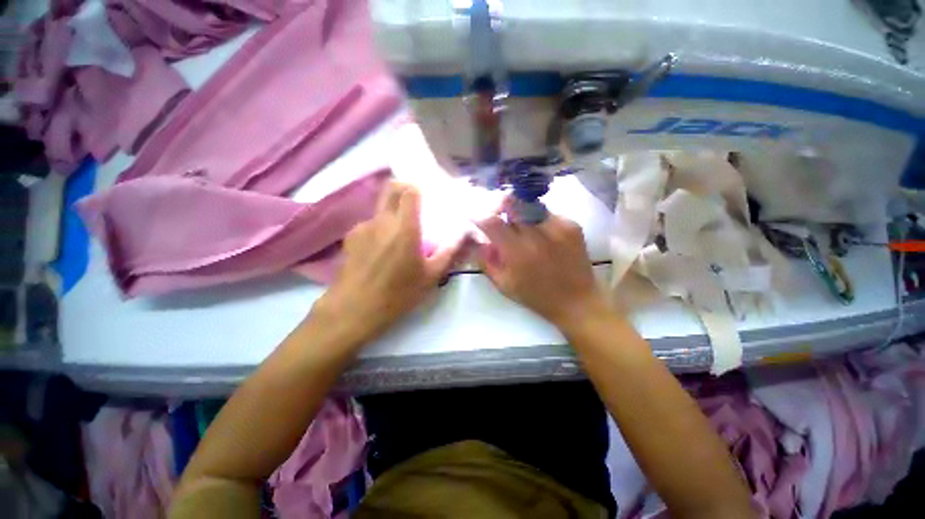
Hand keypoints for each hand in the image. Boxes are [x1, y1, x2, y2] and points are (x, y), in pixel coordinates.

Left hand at [314, 182, 462, 343]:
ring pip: (381, 209)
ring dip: (392, 214)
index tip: (427, 196)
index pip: (409, 191)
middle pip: (391, 189)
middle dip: (404, 188)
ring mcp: (363, 227)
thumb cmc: (398, 293)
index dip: (419, 188)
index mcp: (404, 228)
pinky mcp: (350, 237)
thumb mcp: (431, 276)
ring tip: (398, 238)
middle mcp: (382, 220)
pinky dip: (379, 229)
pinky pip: (370, 224)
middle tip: (415, 203)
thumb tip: (463, 234)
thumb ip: (449, 251)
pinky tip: (380, 251)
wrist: (354, 309)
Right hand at [476, 212, 610, 328]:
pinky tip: (542, 237)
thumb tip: (477, 238)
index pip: (491, 221)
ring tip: (523, 231)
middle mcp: (536, 234)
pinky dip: (537, 220)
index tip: (474, 216)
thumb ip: (486, 260)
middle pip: (510, 202)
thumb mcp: (503, 284)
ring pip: (528, 204)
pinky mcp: (571, 225)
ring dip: (519, 214)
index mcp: (517, 252)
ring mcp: (557, 226)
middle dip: (499, 207)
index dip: (479, 214)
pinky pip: (546, 213)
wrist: (577, 301)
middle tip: (499, 218)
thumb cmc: (535, 296)